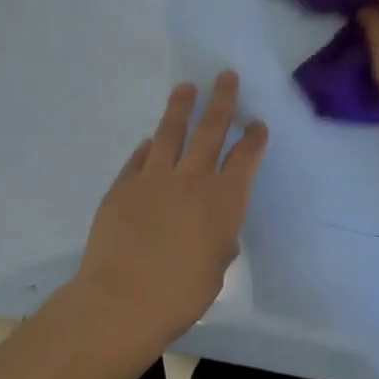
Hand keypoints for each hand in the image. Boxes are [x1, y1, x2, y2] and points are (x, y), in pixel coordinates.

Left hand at [70, 72, 267, 349]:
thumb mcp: (217, 266)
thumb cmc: (180, 294)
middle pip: (211, 129)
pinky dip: (148, 146)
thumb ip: (220, 237)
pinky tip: (150, 139)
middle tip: (226, 77)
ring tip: (187, 87)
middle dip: (222, 101)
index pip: (245, 158)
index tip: (256, 124)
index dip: (253, 138)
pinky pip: (140, 156)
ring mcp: (154, 177)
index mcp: (224, 200)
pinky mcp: (123, 185)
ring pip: (171, 131)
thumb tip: (215, 225)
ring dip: (181, 107)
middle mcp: (193, 179)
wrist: (122, 301)